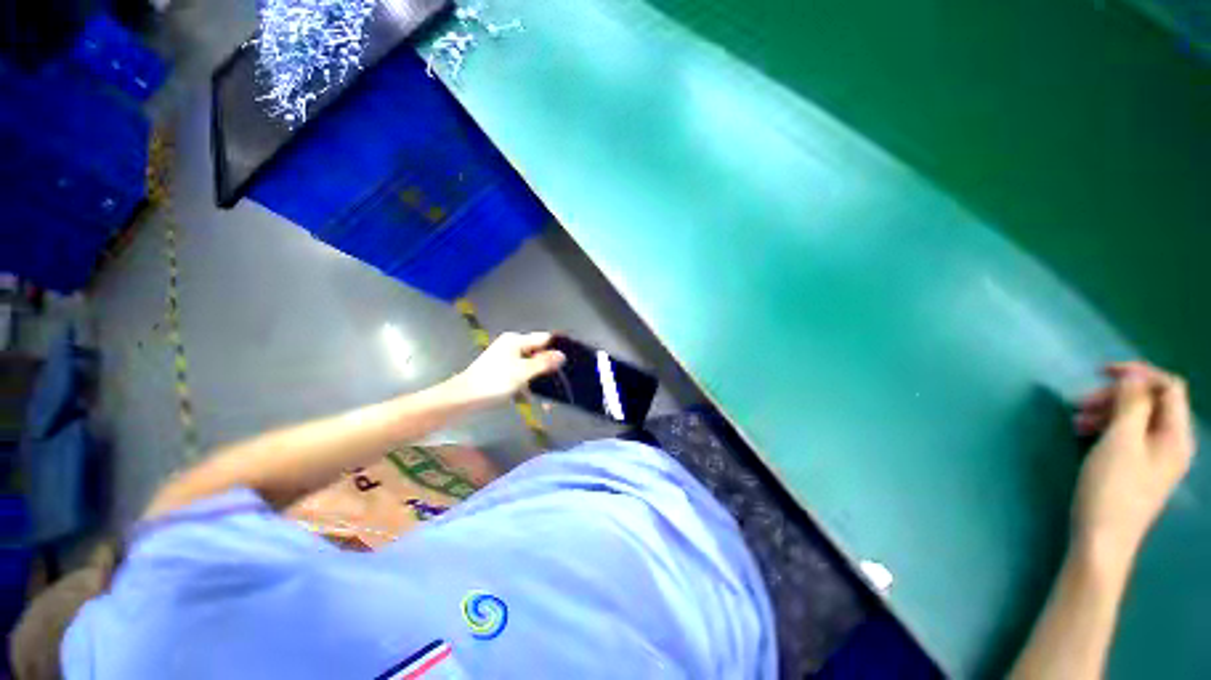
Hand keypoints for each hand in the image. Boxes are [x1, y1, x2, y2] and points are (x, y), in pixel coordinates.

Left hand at [449, 332, 565, 405]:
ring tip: (551, 397)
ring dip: (540, 379)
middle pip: (538, 353)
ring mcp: (506, 359)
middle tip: (563, 381)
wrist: (463, 399)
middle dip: (549, 367)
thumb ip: (543, 362)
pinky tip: (534, 399)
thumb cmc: (494, 382)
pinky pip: (522, 375)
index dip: (557, 348)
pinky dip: (529, 384)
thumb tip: (562, 355)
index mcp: (516, 341)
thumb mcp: (522, 372)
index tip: (571, 360)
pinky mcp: (503, 372)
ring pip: (531, 366)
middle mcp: (512, 346)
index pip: (544, 339)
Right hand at [1072, 362, 1195, 566]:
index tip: (1102, 373)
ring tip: (1076, 419)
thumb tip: (1132, 377)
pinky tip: (1085, 434)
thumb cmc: (1113, 488)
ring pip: (1136, 419)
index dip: (1139, 374)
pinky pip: (1128, 435)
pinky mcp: (1139, 468)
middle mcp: (1172, 443)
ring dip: (1107, 411)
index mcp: (1176, 435)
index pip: (1168, 387)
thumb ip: (1131, 405)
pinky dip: (1107, 428)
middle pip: (1151, 402)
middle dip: (1117, 395)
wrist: (1102, 539)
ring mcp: (1156, 458)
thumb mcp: (1121, 442)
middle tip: (1080, 402)